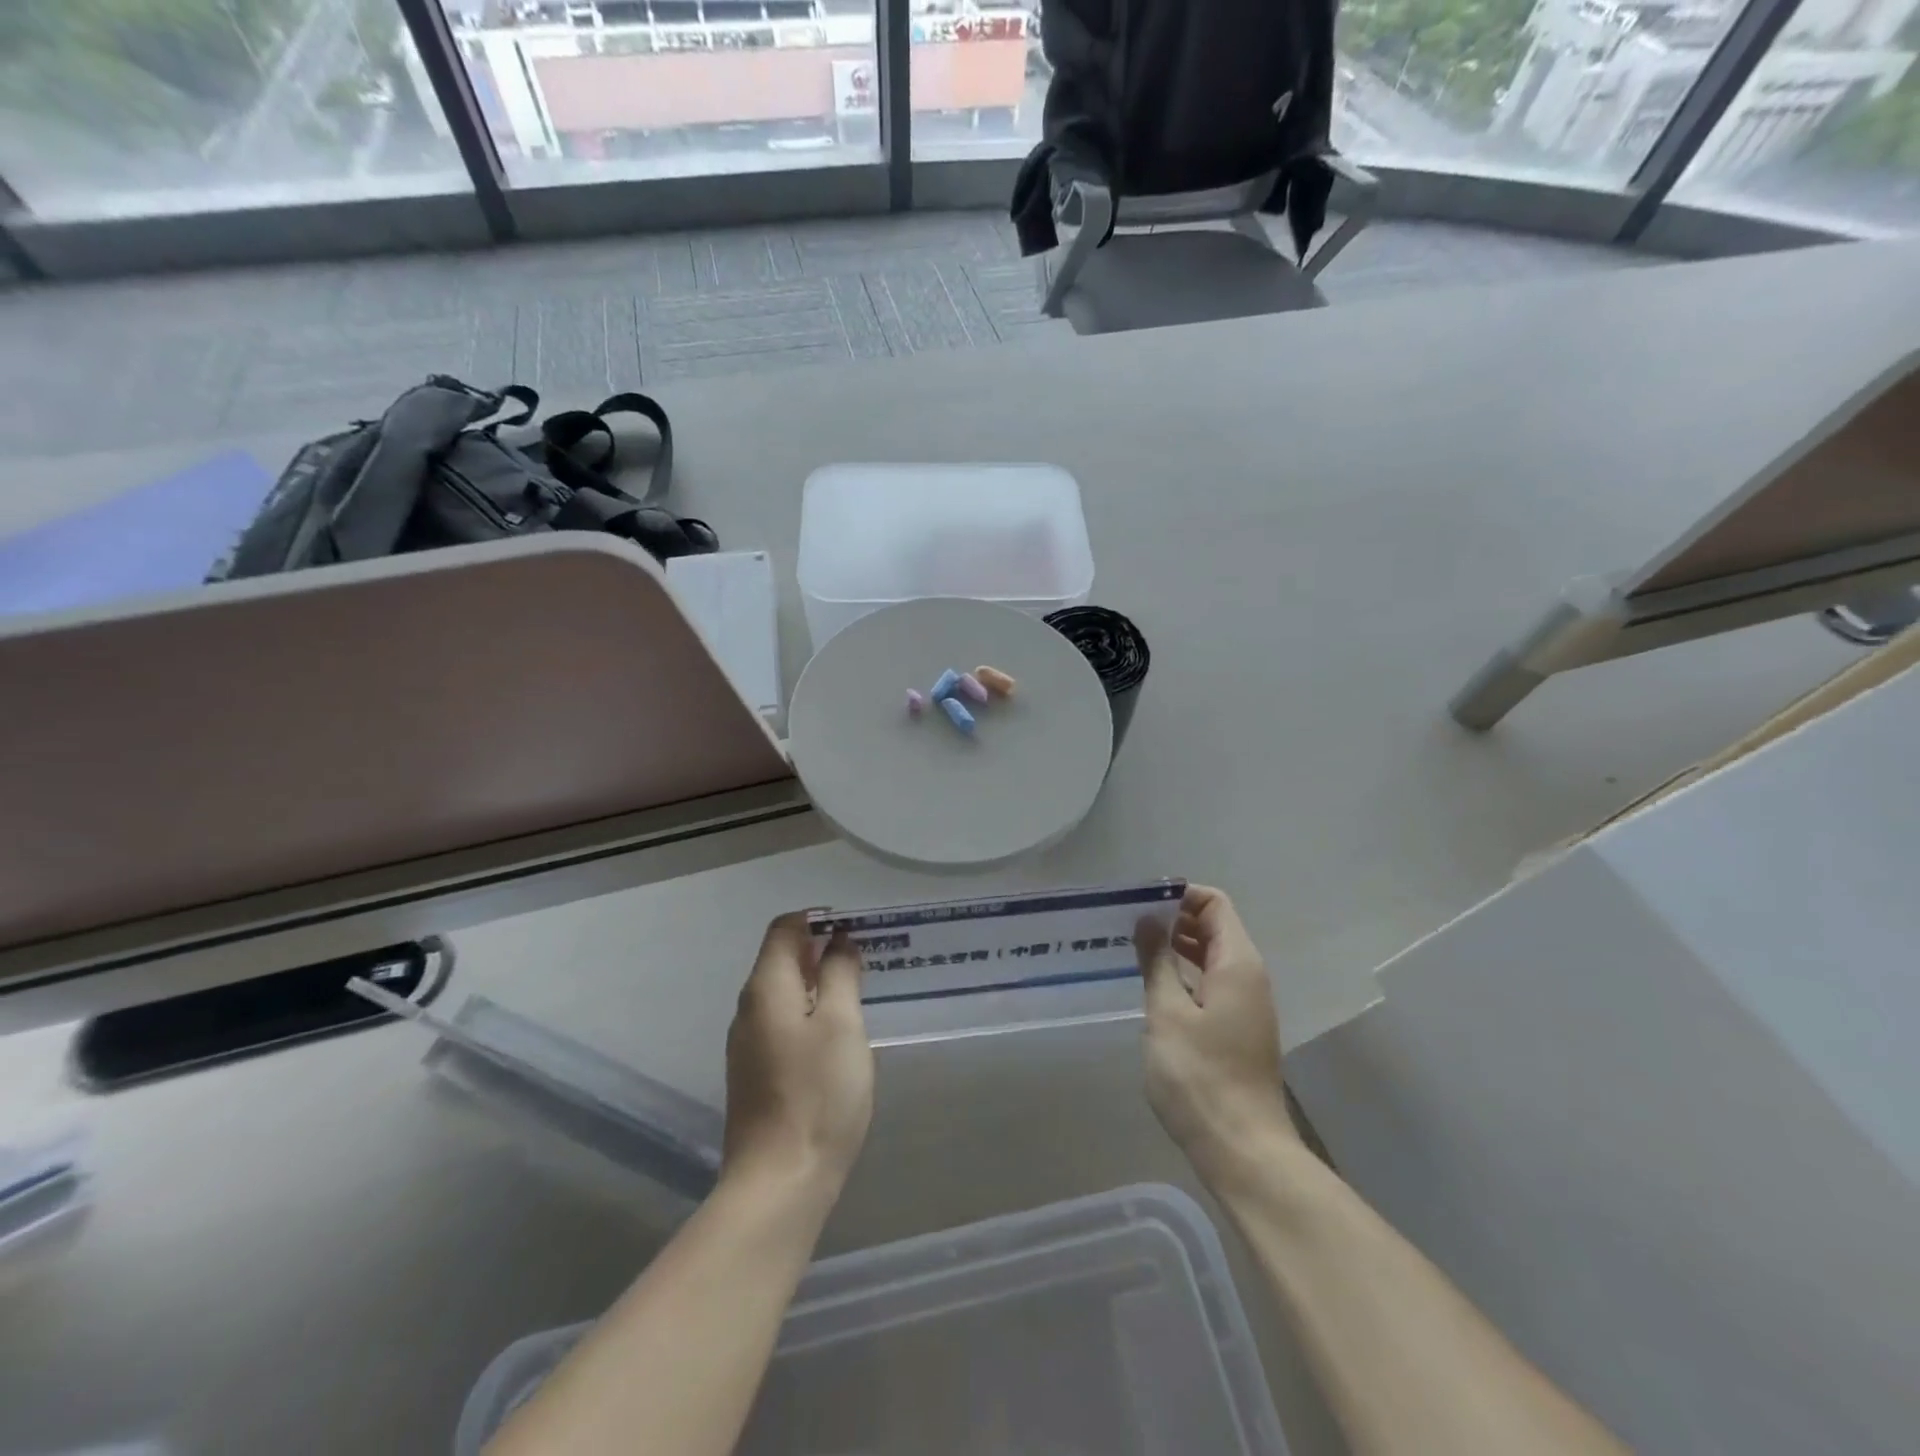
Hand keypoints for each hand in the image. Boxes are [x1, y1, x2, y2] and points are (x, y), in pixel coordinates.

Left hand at [722, 914, 873, 1200]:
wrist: (779, 1183)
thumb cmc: (817, 1095)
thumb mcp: (842, 1025)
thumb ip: (841, 974)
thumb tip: (840, 942)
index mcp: (766, 988)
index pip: (784, 928)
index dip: (819, 919)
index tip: (857, 928)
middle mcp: (749, 1008)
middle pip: (781, 958)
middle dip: (822, 949)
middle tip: (866, 957)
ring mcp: (748, 1044)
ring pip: (784, 992)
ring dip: (818, 981)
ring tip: (858, 990)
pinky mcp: (755, 1073)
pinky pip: (783, 1022)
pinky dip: (810, 1011)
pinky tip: (838, 1033)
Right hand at [1137, 885, 1295, 1187]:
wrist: (1242, 1149)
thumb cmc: (1200, 1075)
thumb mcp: (1167, 1012)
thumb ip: (1156, 960)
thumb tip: (1147, 919)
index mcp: (1237, 963)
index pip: (1215, 904)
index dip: (1180, 895)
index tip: (1141, 903)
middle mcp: (1248, 977)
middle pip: (1215, 927)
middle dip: (1175, 918)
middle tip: (1130, 924)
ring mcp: (1246, 1005)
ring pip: (1212, 956)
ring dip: (1177, 947)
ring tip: (1135, 950)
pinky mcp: (1238, 1029)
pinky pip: (1212, 982)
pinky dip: (1185, 973)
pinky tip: (1155, 986)